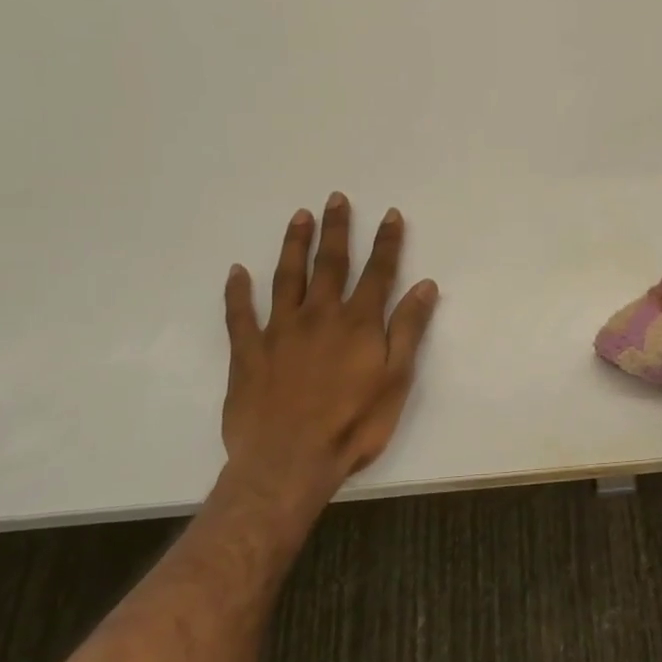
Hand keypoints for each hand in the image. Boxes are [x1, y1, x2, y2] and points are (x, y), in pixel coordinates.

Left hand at [219, 193, 438, 511]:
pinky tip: (236, 272)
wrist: (288, 462)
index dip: (386, 241)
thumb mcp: (397, 379)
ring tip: (299, 217)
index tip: (390, 214)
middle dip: (337, 229)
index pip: (378, 272)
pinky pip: (240, 315)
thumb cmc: (354, 424)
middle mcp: (320, 315)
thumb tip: (425, 285)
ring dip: (294, 245)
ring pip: (287, 277)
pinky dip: (237, 292)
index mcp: (359, 323)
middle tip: (335, 199)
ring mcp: (280, 331)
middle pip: (330, 263)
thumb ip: (409, 329)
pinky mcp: (248, 352)